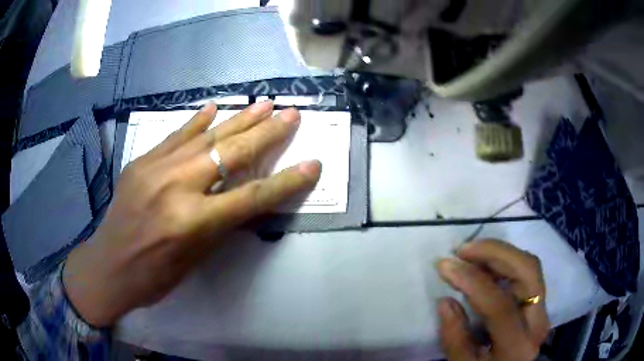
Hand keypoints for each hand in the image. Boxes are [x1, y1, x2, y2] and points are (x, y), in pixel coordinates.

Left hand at [62, 102, 320, 326]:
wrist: (109, 265)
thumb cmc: (155, 276)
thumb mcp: (196, 258)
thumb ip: (221, 222)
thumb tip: (245, 195)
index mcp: (192, 222)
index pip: (252, 197)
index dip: (286, 181)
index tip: (313, 165)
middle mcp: (175, 187)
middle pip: (231, 154)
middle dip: (267, 133)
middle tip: (291, 113)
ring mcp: (155, 168)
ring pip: (205, 137)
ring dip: (238, 119)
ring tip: (263, 104)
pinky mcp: (141, 161)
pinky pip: (175, 136)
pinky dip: (196, 121)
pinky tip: (213, 107)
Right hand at [437, 239, 549, 360]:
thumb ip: (455, 338)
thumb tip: (445, 301)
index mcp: (517, 345)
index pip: (500, 305)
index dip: (473, 282)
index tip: (446, 266)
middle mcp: (538, 321)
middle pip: (527, 272)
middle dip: (496, 253)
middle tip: (463, 249)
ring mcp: (542, 309)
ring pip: (529, 266)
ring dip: (501, 252)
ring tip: (471, 251)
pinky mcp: (539, 303)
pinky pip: (526, 272)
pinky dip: (506, 261)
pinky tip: (485, 261)